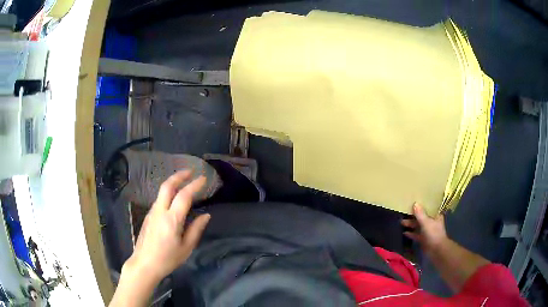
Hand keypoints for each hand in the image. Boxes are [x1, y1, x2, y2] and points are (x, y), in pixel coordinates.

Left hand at [123, 171, 210, 283]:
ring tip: (184, 182)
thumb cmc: (167, 259)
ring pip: (161, 191)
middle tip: (190, 171)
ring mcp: (152, 212)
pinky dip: (168, 193)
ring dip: (173, 183)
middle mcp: (160, 211)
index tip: (203, 178)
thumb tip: (206, 215)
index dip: (195, 185)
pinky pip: (159, 199)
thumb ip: (196, 229)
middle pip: (167, 186)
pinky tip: (173, 199)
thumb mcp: (186, 248)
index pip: (184, 196)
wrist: (144, 264)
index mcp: (172, 220)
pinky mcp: (148, 216)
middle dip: (179, 175)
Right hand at [401, 203, 447, 253]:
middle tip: (404, 213)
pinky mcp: (423, 239)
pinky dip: (411, 233)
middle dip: (414, 216)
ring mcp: (427, 231)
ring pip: (418, 226)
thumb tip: (415, 203)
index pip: (428, 208)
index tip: (414, 202)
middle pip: (422, 217)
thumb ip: (420, 214)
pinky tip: (404, 232)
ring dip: (411, 224)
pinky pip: (416, 234)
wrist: (436, 250)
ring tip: (402, 222)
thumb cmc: (433, 233)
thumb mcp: (426, 222)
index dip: (422, 205)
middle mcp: (432, 222)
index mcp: (435, 216)